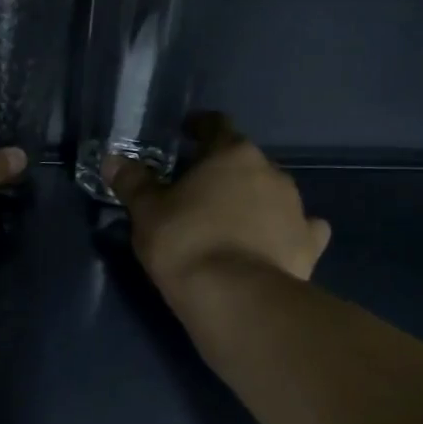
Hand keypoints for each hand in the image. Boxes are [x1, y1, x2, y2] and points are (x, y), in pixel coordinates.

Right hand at [105, 113, 330, 288]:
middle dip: (222, 172)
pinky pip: (299, 227)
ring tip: (229, 222)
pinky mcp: (309, 243)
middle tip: (197, 191)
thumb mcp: (146, 212)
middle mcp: (270, 172)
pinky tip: (274, 242)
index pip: (215, 126)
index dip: (199, 127)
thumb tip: (113, 160)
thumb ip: (132, 182)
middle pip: (244, 162)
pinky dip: (286, 230)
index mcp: (231, 155)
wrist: (236, 297)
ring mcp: (296, 207)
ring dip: (252, 200)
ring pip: (271, 193)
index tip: (186, 132)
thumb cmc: (185, 242)